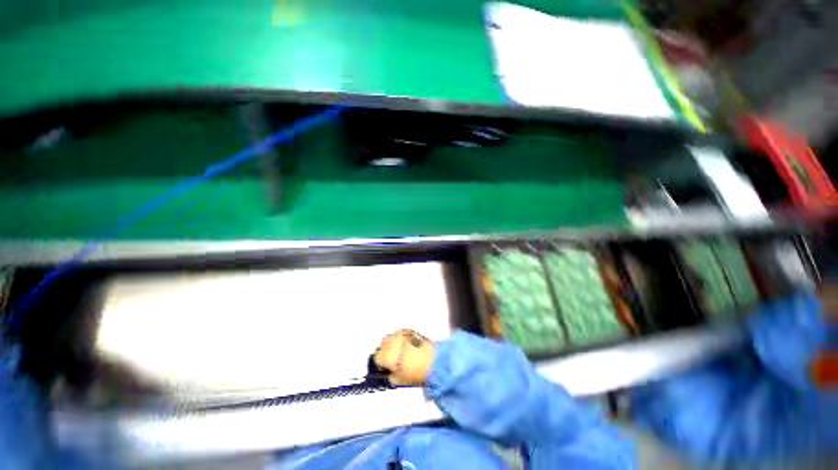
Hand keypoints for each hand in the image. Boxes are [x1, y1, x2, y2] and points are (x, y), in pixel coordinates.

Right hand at [373, 329, 434, 385]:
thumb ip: (389, 377)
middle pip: (382, 346)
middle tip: (393, 362)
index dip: (380, 365)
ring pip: (390, 339)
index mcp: (387, 354)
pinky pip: (399, 334)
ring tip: (401, 354)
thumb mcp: (399, 381)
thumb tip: (387, 374)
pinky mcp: (409, 330)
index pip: (376, 358)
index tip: (385, 369)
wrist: (435, 360)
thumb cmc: (416, 373)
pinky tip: (407, 347)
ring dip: (392, 345)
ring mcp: (400, 333)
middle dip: (386, 353)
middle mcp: (391, 341)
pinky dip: (400, 340)